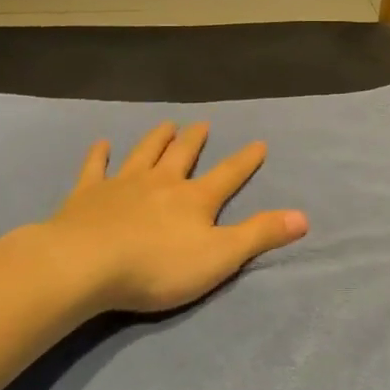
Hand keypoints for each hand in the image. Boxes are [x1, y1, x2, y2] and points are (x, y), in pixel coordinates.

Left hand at [48, 122, 307, 313]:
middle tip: (202, 123)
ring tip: (166, 124)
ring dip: (156, 139)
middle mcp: (161, 183)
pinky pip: (95, 168)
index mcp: (194, 199)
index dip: (245, 160)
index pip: (228, 175)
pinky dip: (99, 155)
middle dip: (195, 140)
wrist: (85, 265)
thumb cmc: (157, 266)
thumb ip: (260, 235)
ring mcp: (122, 185)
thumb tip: (304, 216)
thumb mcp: (220, 256)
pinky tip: (102, 143)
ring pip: (144, 154)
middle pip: (182, 155)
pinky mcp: (87, 195)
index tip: (259, 142)